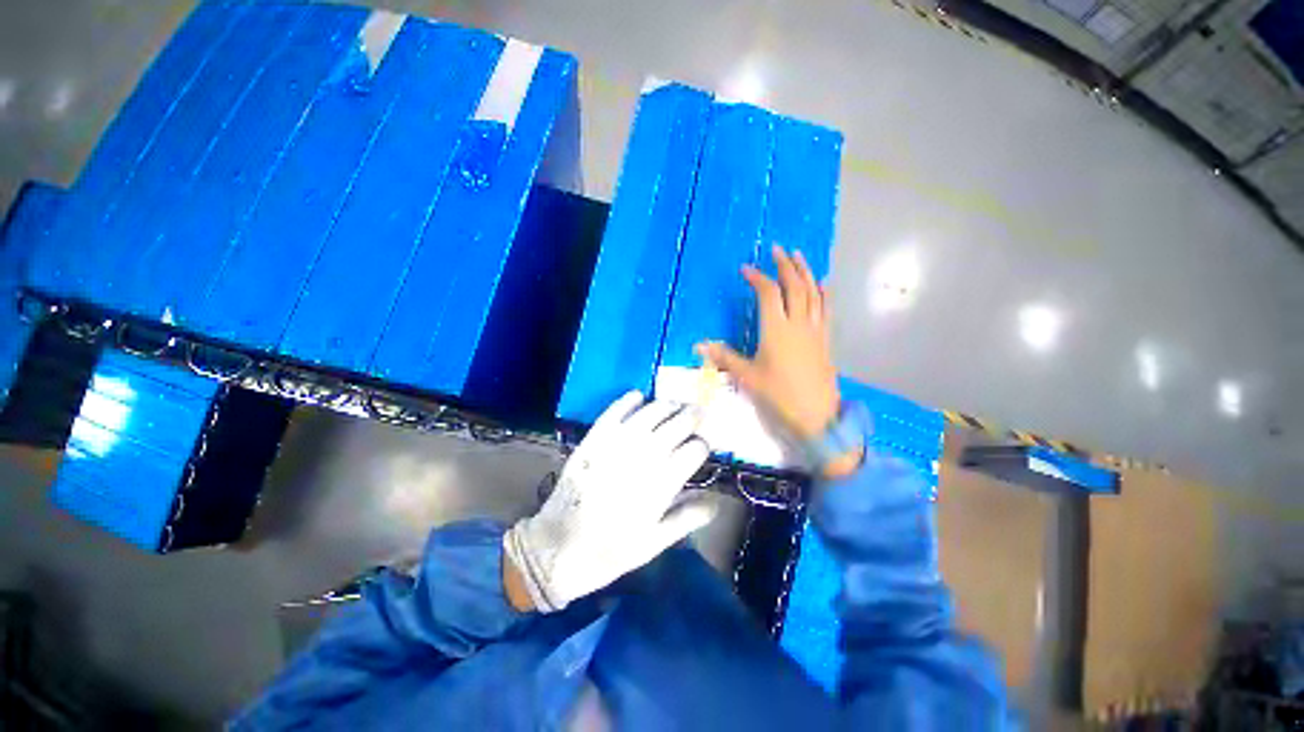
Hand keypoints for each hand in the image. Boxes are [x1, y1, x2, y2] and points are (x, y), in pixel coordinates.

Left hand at [503, 392, 716, 611]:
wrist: (558, 548)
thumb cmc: (610, 550)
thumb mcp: (654, 544)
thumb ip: (687, 519)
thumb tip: (716, 502)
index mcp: (663, 482)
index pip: (695, 449)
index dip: (703, 444)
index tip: (703, 446)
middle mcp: (645, 455)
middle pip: (678, 423)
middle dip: (693, 415)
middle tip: (698, 412)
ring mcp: (618, 442)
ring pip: (652, 411)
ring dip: (667, 405)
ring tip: (674, 405)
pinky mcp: (595, 437)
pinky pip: (616, 409)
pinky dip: (629, 399)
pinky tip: (638, 397)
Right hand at [698, 246, 840, 439]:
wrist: (816, 414)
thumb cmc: (779, 394)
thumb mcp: (748, 377)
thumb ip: (724, 357)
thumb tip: (699, 345)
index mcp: (776, 329)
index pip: (768, 294)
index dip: (757, 278)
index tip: (746, 269)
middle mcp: (798, 323)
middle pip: (794, 286)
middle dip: (785, 265)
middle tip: (777, 249)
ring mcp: (815, 329)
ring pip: (813, 292)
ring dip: (805, 272)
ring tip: (799, 255)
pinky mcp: (825, 339)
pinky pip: (826, 309)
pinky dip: (824, 292)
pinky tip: (822, 283)